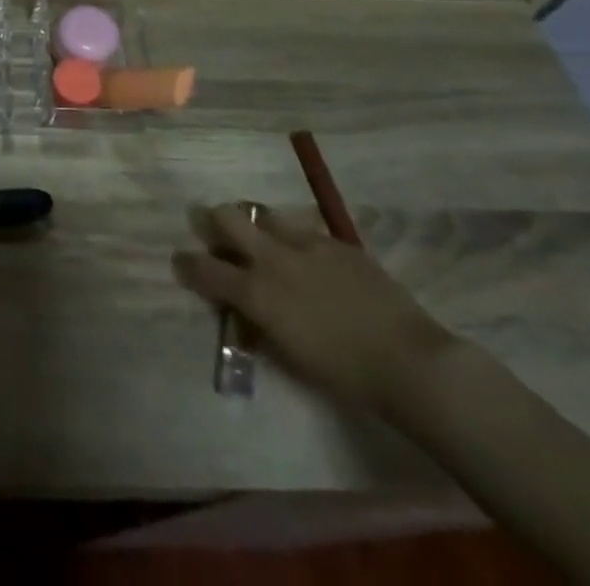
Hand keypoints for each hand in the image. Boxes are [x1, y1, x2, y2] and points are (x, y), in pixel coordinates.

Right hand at [174, 204, 458, 414]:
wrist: (409, 362)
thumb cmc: (345, 374)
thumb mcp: (289, 354)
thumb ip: (259, 322)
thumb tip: (244, 307)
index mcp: (257, 292)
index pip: (205, 269)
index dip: (187, 264)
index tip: (180, 260)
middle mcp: (273, 259)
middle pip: (227, 218)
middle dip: (214, 220)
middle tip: (217, 231)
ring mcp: (306, 244)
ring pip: (266, 215)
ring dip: (258, 224)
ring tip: (264, 238)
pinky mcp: (336, 242)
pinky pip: (305, 230)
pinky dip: (297, 240)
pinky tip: (310, 257)